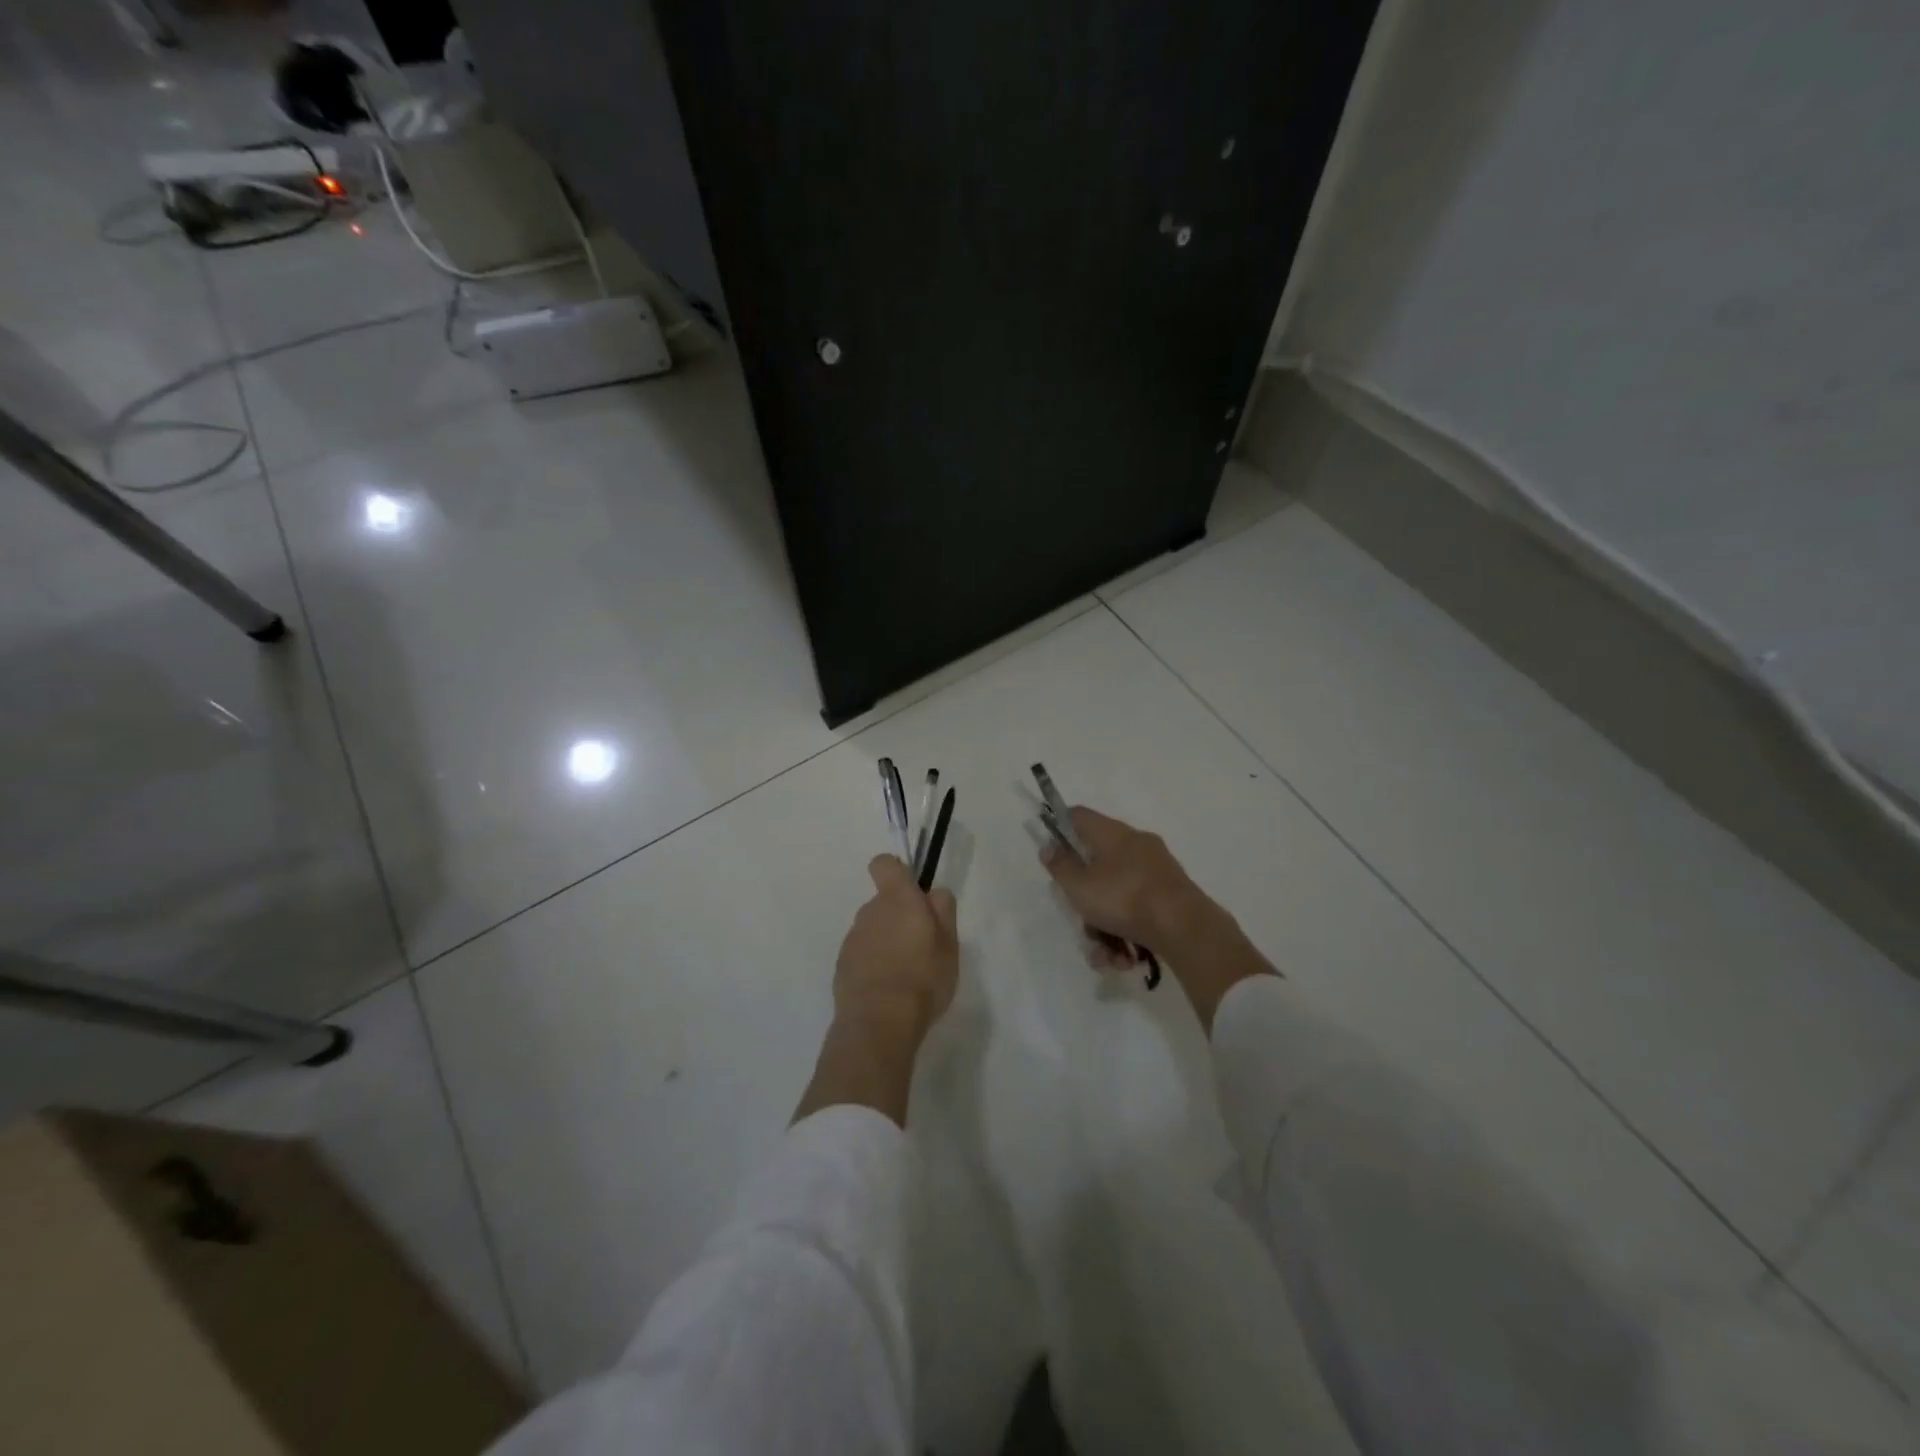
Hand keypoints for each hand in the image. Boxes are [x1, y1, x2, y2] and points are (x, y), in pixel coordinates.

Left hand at [832, 854, 959, 1044]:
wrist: (880, 1023)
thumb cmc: (923, 978)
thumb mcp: (950, 944)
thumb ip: (943, 910)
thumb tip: (933, 892)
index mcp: (897, 900)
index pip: (885, 864)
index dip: (897, 872)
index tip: (912, 893)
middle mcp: (870, 912)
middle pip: (884, 902)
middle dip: (900, 917)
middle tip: (921, 948)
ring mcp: (852, 939)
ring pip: (873, 930)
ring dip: (886, 942)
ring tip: (905, 975)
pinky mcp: (841, 965)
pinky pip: (862, 954)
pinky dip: (873, 964)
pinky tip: (887, 990)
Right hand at [1039, 806, 1206, 959]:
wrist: (1186, 928)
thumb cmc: (1124, 899)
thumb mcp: (1079, 886)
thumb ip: (1060, 866)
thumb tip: (1049, 846)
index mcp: (1113, 833)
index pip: (1079, 816)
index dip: (1059, 828)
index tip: (1052, 853)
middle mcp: (1136, 845)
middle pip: (1097, 865)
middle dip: (1085, 900)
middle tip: (1081, 921)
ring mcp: (1156, 870)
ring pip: (1116, 894)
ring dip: (1105, 927)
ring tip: (1105, 955)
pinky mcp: (1170, 895)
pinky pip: (1137, 909)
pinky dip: (1126, 932)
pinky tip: (1124, 958)